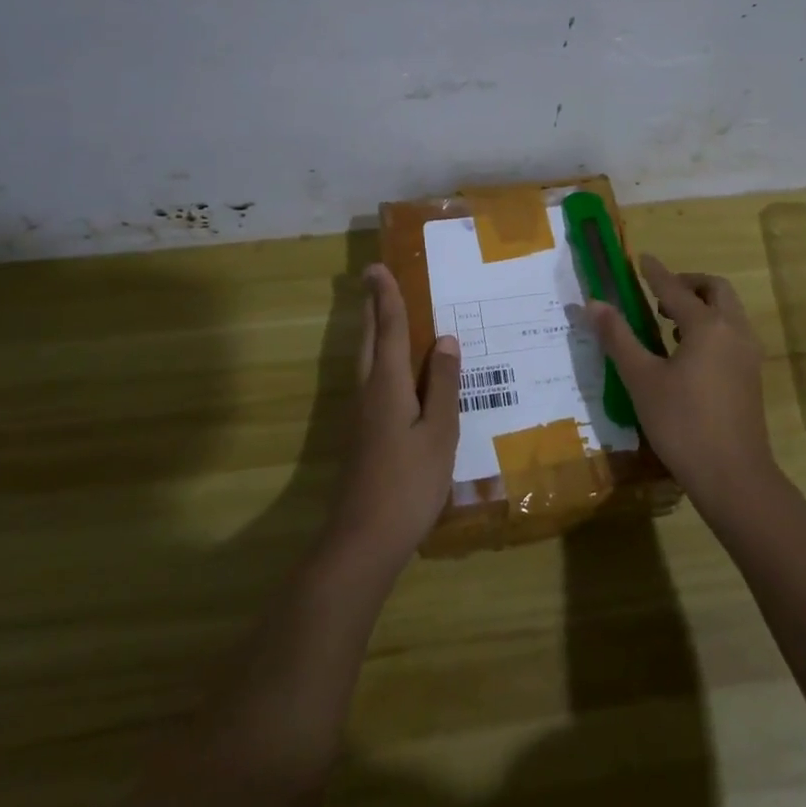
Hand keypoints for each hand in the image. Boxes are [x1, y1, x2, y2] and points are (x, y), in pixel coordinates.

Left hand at [325, 264, 461, 569]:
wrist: (364, 539)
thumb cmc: (409, 483)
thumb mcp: (439, 433)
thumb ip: (442, 385)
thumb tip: (445, 340)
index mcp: (387, 385)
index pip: (389, 329)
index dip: (387, 297)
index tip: (377, 267)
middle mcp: (368, 391)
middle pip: (369, 339)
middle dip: (373, 308)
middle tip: (376, 280)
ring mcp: (360, 414)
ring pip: (365, 360)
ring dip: (373, 331)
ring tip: (385, 314)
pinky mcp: (361, 434)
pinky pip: (371, 380)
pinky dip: (380, 358)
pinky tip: (395, 371)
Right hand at [584, 254, 775, 517]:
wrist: (733, 476)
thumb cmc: (682, 423)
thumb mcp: (641, 379)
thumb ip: (618, 337)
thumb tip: (593, 303)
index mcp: (707, 326)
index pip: (675, 288)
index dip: (655, 272)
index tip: (642, 258)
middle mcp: (734, 331)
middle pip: (715, 290)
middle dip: (687, 284)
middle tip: (657, 295)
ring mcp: (748, 354)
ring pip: (728, 311)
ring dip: (701, 305)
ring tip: (668, 322)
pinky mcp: (751, 375)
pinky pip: (732, 333)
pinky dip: (712, 326)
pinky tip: (688, 352)